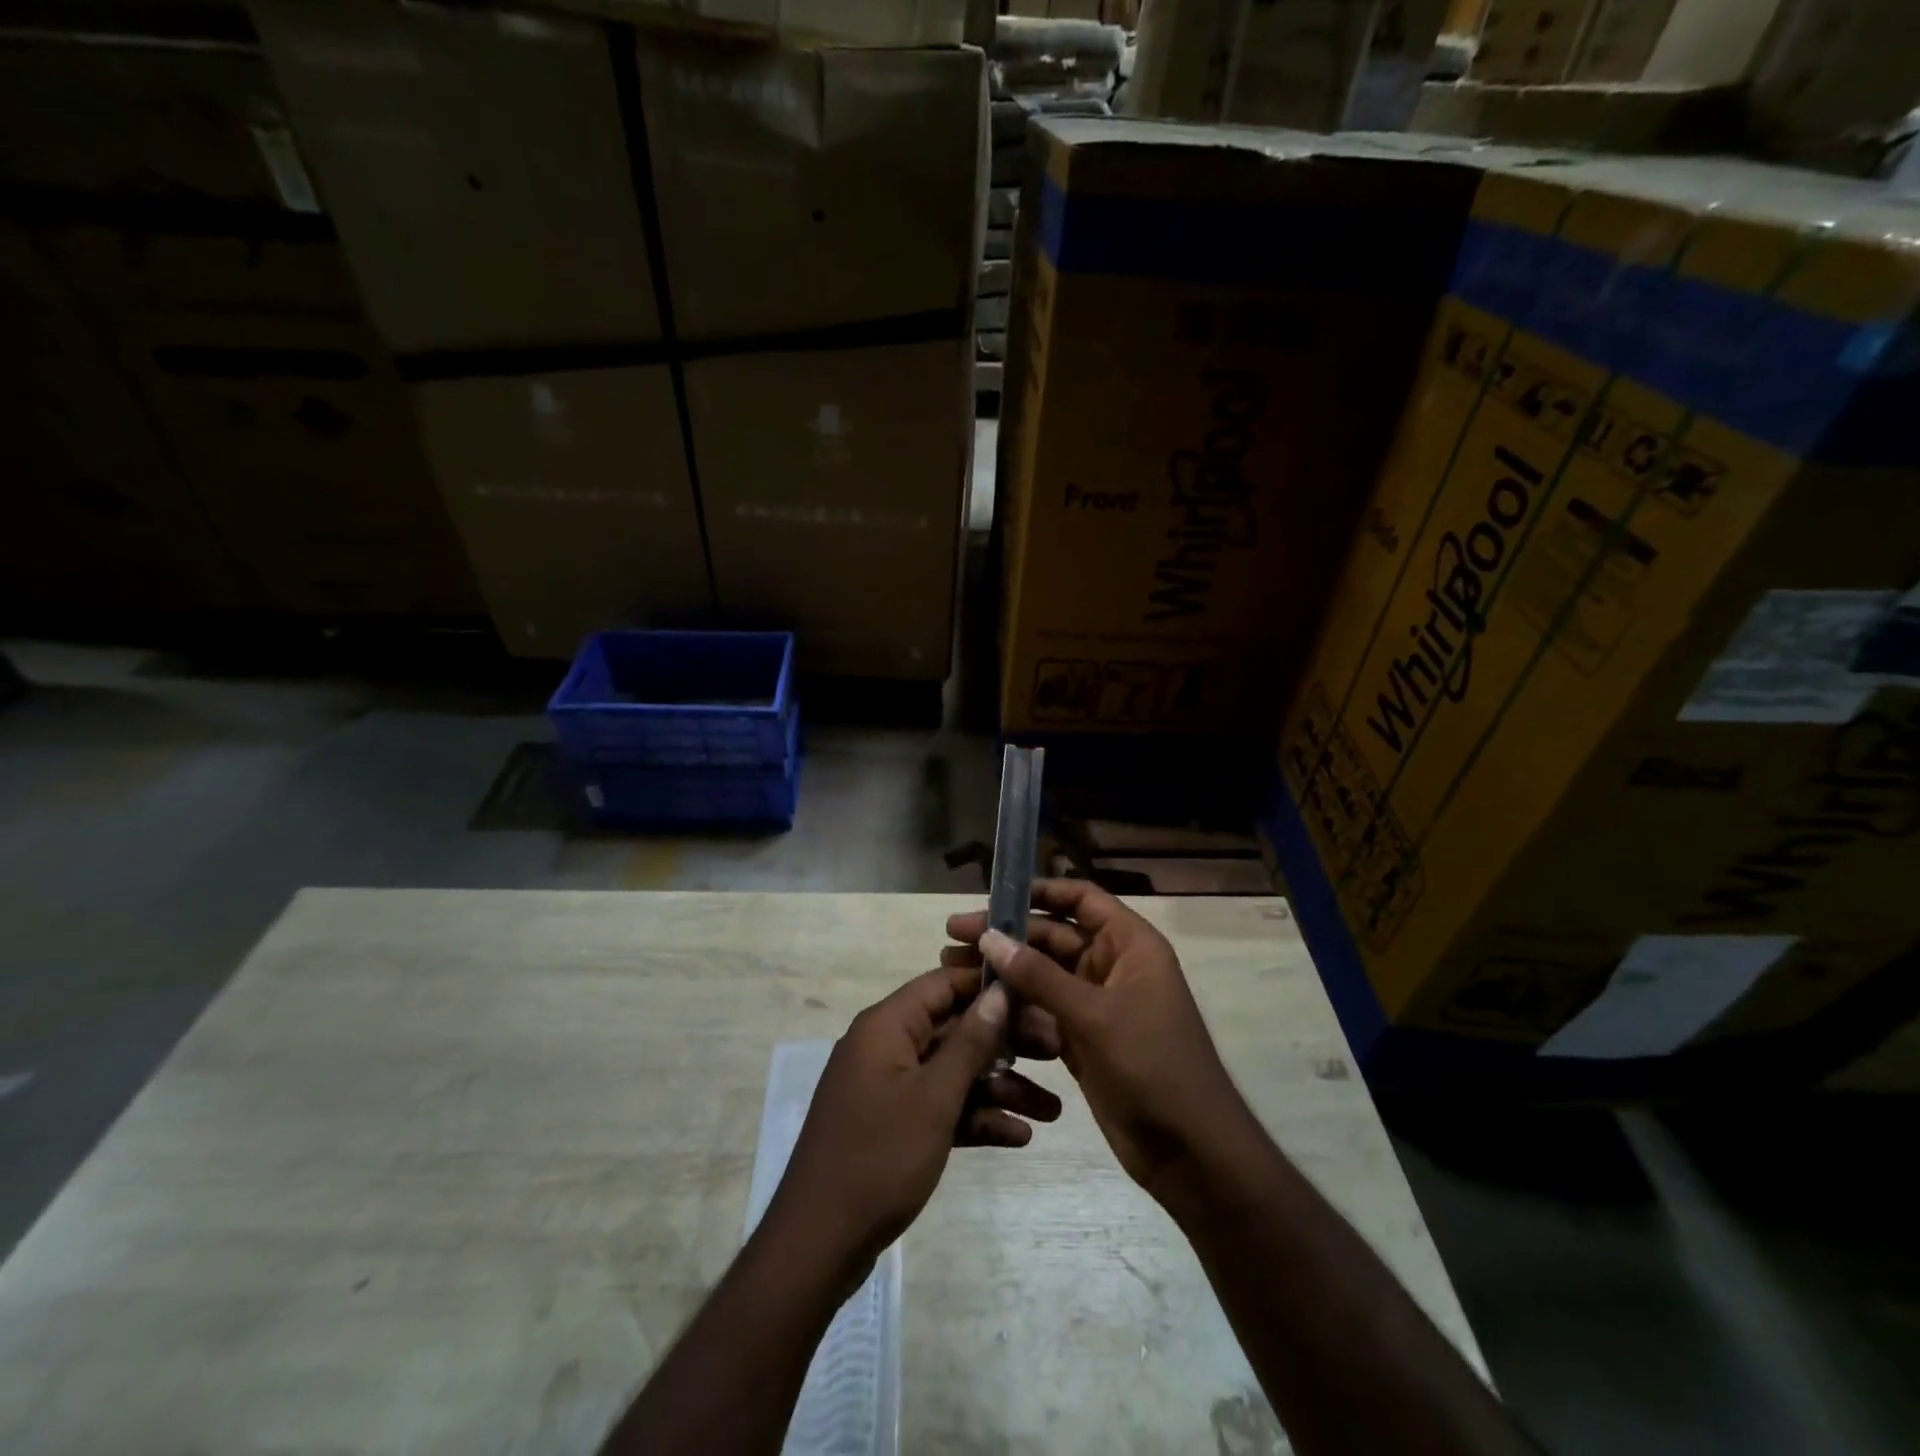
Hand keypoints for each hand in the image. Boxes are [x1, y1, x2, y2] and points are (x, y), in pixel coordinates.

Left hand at [766, 963, 1062, 1281]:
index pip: (944, 984)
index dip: (990, 986)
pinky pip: (942, 1107)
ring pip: (954, 1072)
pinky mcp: (895, 1125)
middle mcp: (888, 1047)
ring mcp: (890, 1088)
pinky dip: (975, 1117)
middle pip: (956, 1029)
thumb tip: (1000, 990)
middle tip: (1057, 1053)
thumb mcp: (934, 1097)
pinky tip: (1019, 1137)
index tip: (1037, 994)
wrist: (818, 1245)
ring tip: (1054, 1111)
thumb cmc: (878, 1157)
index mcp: (887, 1026)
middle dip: (1007, 1043)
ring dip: (1000, 1088)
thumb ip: (970, 1041)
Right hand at [944, 881, 1254, 1202]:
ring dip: (1004, 971)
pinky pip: (1042, 1010)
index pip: (1081, 899)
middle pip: (1053, 936)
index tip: (992, 896)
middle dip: (1006, 935)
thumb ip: (1039, 975)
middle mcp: (1111, 965)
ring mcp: (1096, 1004)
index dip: (1039, 892)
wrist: (1190, 1152)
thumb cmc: (1152, 1066)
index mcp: (1129, 944)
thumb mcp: (1094, 1015)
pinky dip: (1014, 1007)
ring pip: (1042, 975)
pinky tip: (978, 1006)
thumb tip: (990, 936)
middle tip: (953, 936)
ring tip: (954, 967)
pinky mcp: (1082, 1038)